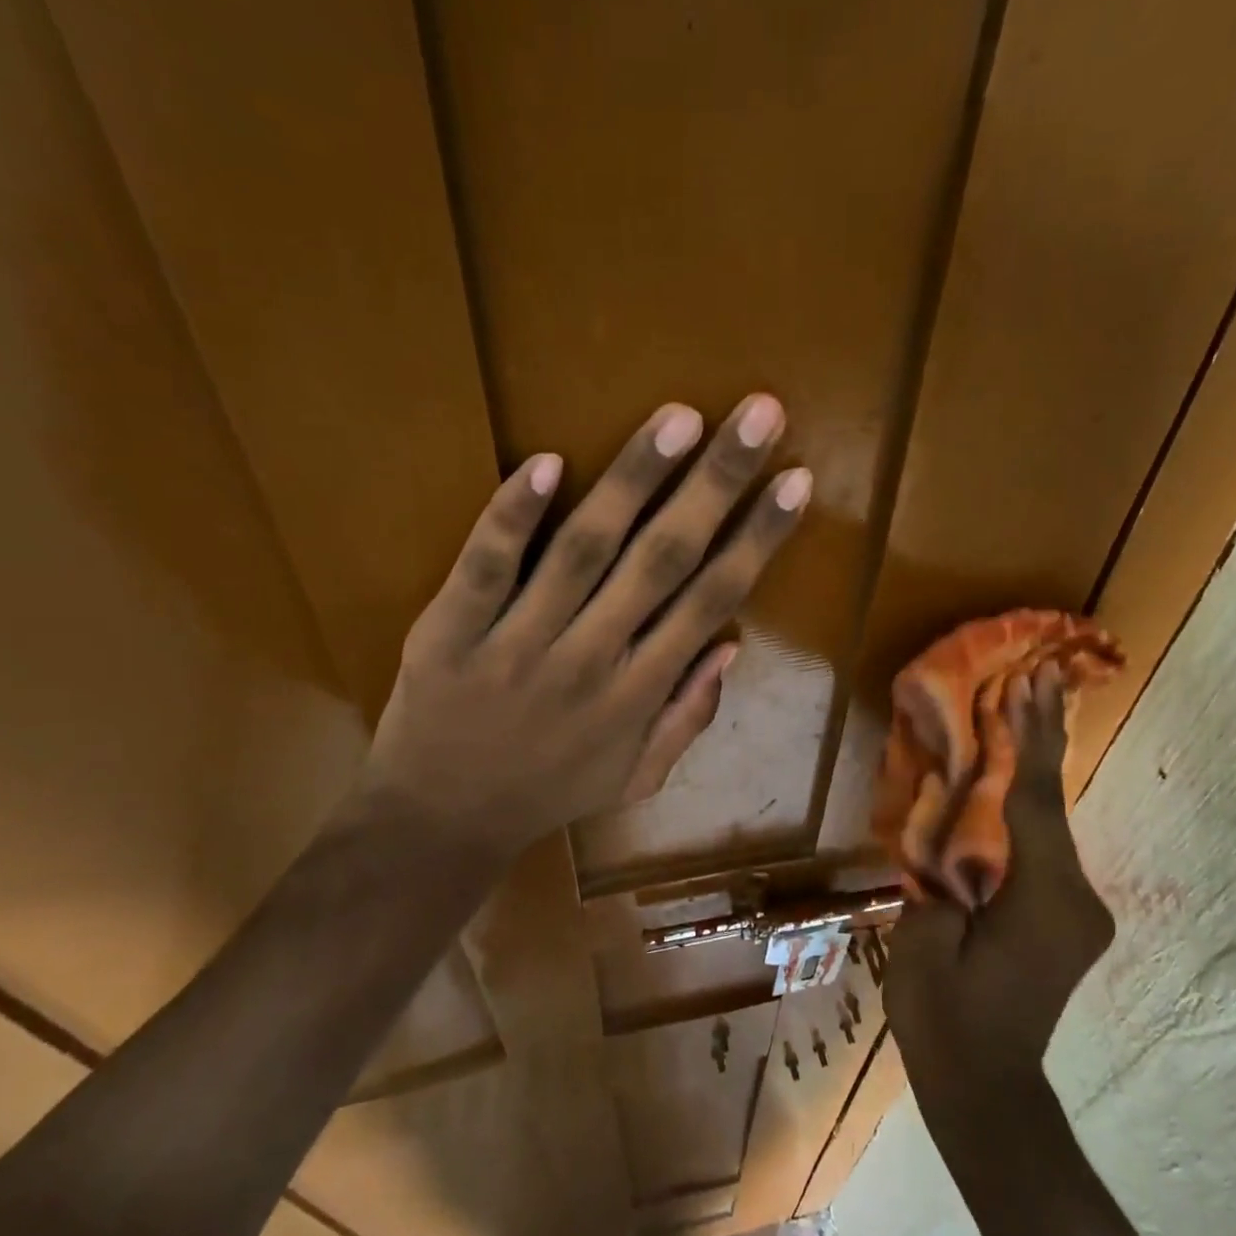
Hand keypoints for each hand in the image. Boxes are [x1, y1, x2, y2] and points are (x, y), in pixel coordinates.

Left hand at [356, 394, 809, 869]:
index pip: (711, 600)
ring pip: (584, 550)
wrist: (440, 822)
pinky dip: (514, 516)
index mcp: (638, 694)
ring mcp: (519, 643)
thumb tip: (732, 647)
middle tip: (758, 413)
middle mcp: (591, 660)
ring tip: (678, 418)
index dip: (758, 537)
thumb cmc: (546, 794)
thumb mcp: (635, 777)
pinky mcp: (451, 630)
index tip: (795, 479)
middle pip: (663, 560)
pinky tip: (547, 461)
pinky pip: (485, 567)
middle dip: (717, 483)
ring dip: (633, 480)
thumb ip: (688, 716)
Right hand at [884, 665, 1113, 1127]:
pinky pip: (1044, 851)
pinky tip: (1010, 785)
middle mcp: (1076, 897)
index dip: (1030, 738)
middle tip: (1042, 678)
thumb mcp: (924, 937)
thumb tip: (946, 836)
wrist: (987, 1089)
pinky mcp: (1067, 920)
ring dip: (1032, 774)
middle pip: (1052, 804)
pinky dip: (1027, 812)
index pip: (1034, 800)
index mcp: (1043, 898)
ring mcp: (1077, 911)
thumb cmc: (946, 1016)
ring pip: (1050, 826)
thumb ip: (940, 875)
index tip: (1032, 683)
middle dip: (1042, 739)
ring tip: (1021, 715)